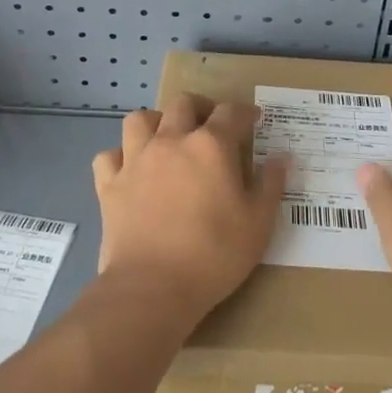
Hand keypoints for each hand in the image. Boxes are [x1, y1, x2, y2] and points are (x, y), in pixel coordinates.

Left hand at [91, 95, 287, 322]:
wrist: (152, 288)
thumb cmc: (214, 255)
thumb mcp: (258, 224)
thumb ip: (271, 185)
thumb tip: (282, 157)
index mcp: (211, 146)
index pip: (231, 113)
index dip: (245, 113)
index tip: (253, 120)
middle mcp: (171, 141)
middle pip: (183, 103)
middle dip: (200, 108)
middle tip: (210, 125)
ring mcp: (136, 160)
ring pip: (139, 119)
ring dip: (156, 122)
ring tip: (166, 138)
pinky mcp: (109, 185)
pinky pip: (109, 156)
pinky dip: (120, 157)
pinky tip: (131, 170)